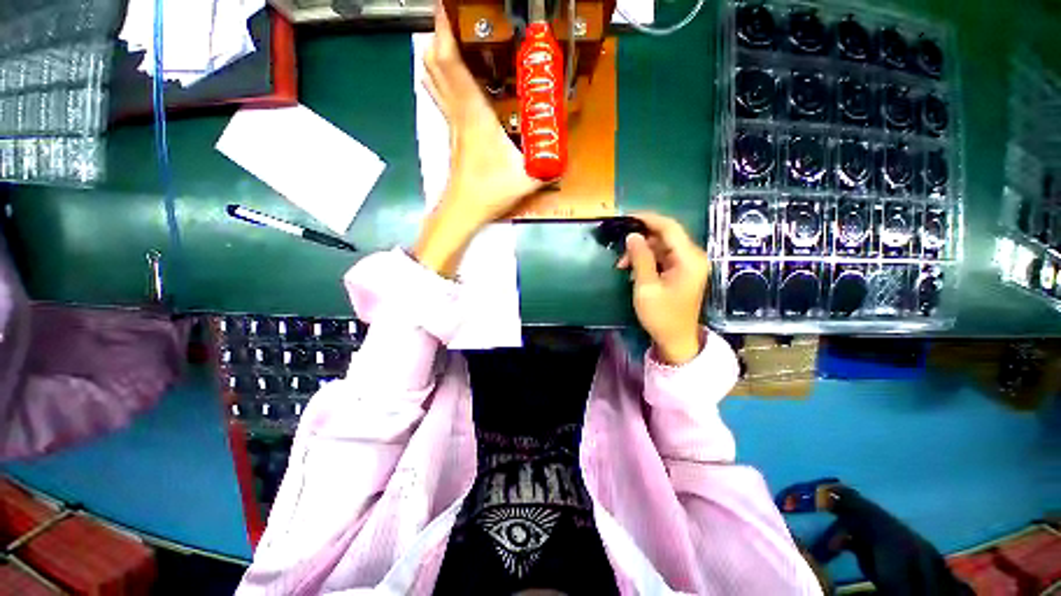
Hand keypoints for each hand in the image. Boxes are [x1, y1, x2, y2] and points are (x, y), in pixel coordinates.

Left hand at [414, 2, 542, 275]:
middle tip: (451, 16)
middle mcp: (458, 112)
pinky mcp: (452, 133)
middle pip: (436, 64)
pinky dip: (440, 76)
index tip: (447, 8)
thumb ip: (548, 165)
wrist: (464, 209)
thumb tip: (565, 153)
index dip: (446, 32)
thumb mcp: (527, 179)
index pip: (452, 64)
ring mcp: (452, 123)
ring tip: (448, 35)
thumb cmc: (490, 192)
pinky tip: (449, 74)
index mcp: (475, 115)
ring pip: (434, 79)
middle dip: (438, 33)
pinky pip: (441, 96)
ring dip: (436, 52)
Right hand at [617, 212, 709, 365]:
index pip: (669, 227)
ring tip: (623, 266)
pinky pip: (663, 258)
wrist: (676, 340)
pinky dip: (647, 261)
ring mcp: (688, 265)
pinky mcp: (682, 272)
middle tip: (620, 252)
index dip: (648, 219)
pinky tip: (633, 271)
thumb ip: (640, 258)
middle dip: (641, 241)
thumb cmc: (661, 316)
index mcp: (689, 259)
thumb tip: (633, 235)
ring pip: (662, 247)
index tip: (626, 217)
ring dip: (641, 252)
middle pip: (665, 236)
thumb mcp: (646, 287)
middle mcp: (693, 257)